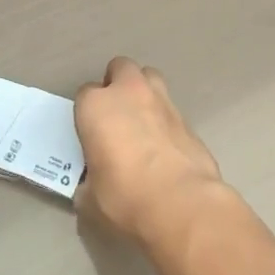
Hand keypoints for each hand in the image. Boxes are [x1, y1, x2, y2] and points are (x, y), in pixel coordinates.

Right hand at [74, 57, 225, 253]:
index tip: (90, 135)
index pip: (84, 94)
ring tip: (142, 123)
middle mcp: (128, 93)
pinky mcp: (189, 120)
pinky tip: (165, 148)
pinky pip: (171, 110)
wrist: (182, 205)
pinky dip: (165, 121)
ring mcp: (163, 101)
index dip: (87, 113)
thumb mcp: (90, 200)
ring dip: (144, 93)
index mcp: (96, 106)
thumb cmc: (125, 198)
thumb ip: (86, 185)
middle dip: (117, 84)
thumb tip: (90, 188)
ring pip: (150, 79)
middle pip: (120, 68)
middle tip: (116, 115)